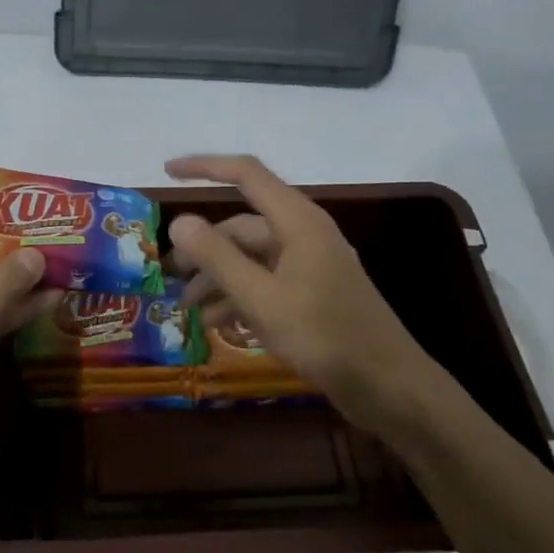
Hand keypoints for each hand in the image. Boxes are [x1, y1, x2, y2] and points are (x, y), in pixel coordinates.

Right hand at [164, 154, 440, 438]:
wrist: (387, 385)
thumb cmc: (324, 336)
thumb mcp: (261, 298)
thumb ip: (218, 258)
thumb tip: (179, 221)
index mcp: (298, 222)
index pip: (246, 175)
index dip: (204, 167)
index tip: (166, 172)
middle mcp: (304, 235)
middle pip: (242, 226)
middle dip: (202, 247)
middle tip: (168, 275)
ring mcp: (309, 266)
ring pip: (251, 259)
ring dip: (217, 278)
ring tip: (185, 308)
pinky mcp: (312, 295)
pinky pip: (266, 283)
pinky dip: (239, 297)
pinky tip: (216, 323)